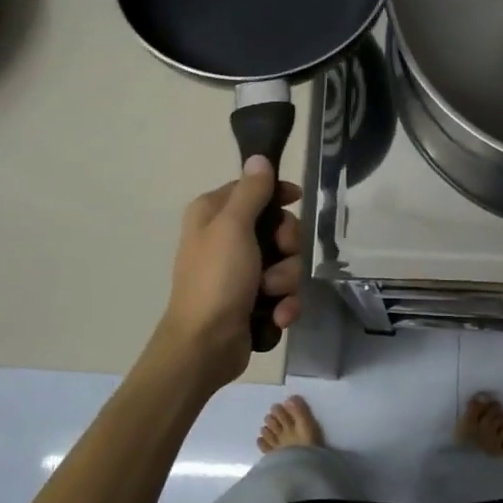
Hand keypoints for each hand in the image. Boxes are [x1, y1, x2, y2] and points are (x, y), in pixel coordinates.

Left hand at [159, 155, 302, 385]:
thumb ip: (251, 192)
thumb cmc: (216, 280)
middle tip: (280, 257)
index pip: (254, 189)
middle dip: (287, 247)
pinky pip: (284, 293)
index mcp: (213, 214)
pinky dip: (284, 304)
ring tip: (270, 296)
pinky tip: (277, 316)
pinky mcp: (253, 301)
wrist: (205, 345)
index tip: (297, 200)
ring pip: (286, 263)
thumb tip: (259, 157)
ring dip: (286, 281)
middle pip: (278, 228)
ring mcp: (241, 273)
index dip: (278, 195)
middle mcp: (226, 239)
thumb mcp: (233, 228)